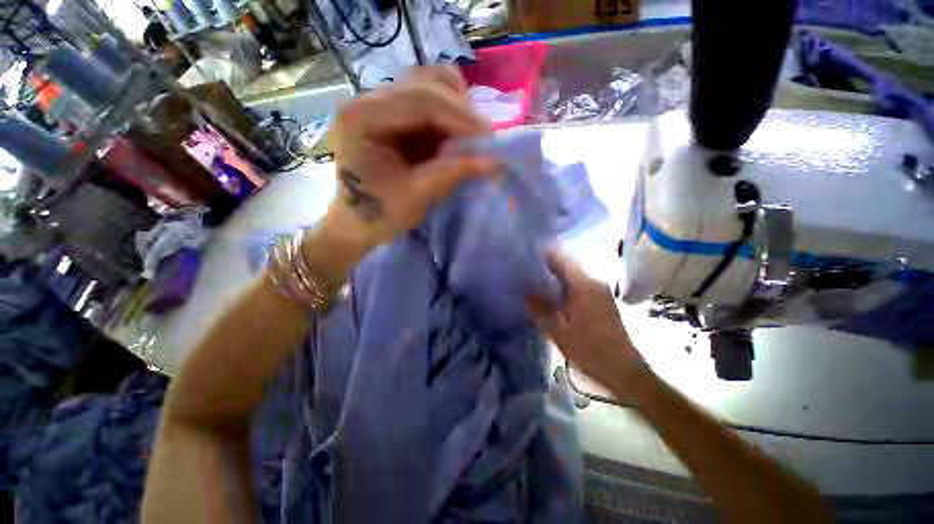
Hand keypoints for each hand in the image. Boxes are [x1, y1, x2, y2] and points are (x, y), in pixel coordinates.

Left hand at [325, 66, 494, 253]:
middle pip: (426, 84)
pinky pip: (431, 102)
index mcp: (363, 117)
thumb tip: (493, 162)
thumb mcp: (415, 197)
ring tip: (470, 139)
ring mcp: (382, 104)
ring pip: (430, 86)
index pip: (420, 101)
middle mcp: (369, 99)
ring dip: (457, 110)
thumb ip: (451, 174)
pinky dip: (450, 118)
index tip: (489, 139)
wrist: (358, 223)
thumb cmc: (378, 214)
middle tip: (483, 140)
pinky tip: (457, 139)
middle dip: (461, 111)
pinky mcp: (395, 115)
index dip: (460, 117)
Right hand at [528, 251, 651, 403]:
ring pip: (572, 276)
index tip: (525, 256)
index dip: (543, 254)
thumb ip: (541, 308)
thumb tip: (525, 288)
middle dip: (546, 266)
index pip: (561, 259)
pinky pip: (578, 286)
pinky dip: (563, 287)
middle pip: (566, 266)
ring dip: (554, 277)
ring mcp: (600, 291)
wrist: (625, 373)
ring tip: (534, 282)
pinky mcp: (601, 301)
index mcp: (584, 286)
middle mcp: (594, 283)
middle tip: (525, 271)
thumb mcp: (559, 332)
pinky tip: (552, 297)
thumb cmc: (591, 352)